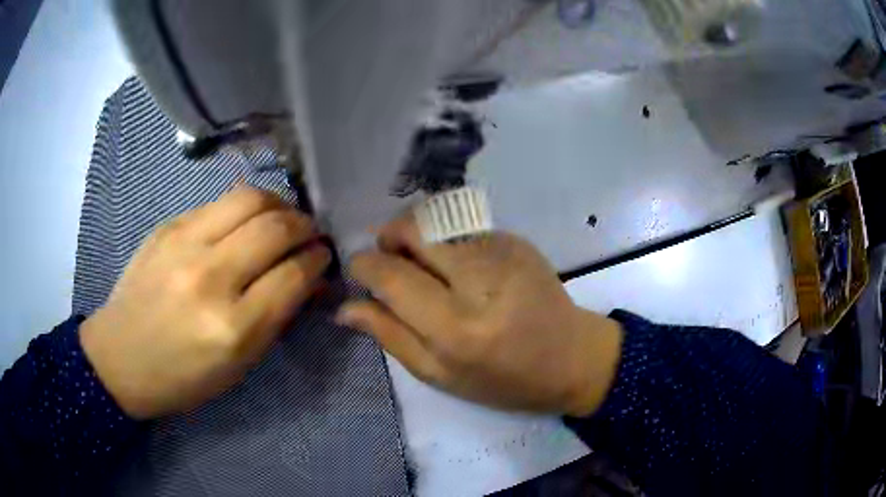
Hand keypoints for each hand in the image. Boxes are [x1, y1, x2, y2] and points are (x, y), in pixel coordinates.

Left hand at [80, 187, 330, 419]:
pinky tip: (244, 222)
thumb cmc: (183, 376)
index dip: (318, 261)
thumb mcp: (238, 364)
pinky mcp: (168, 226)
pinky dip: (244, 208)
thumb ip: (275, 316)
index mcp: (232, 328)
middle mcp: (210, 277)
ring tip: (282, 219)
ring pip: (250, 199)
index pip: (293, 275)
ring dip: (278, 205)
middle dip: (305, 226)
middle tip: (309, 234)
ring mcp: (184, 244)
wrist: (120, 357)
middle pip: (276, 228)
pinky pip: (219, 203)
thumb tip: (306, 277)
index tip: (324, 257)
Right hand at [338, 213, 621, 416]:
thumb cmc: (503, 380)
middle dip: (389, 236)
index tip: (359, 269)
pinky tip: (458, 264)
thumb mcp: (439, 375)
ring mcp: (503, 253)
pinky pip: (464, 225)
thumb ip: (390, 337)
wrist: (571, 358)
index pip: (392, 275)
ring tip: (422, 262)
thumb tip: (345, 308)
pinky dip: (446, 237)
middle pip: (414, 228)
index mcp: (456, 328)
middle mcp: (479, 281)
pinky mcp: (517, 240)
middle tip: (391, 259)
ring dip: (417, 233)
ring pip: (437, 218)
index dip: (364, 265)